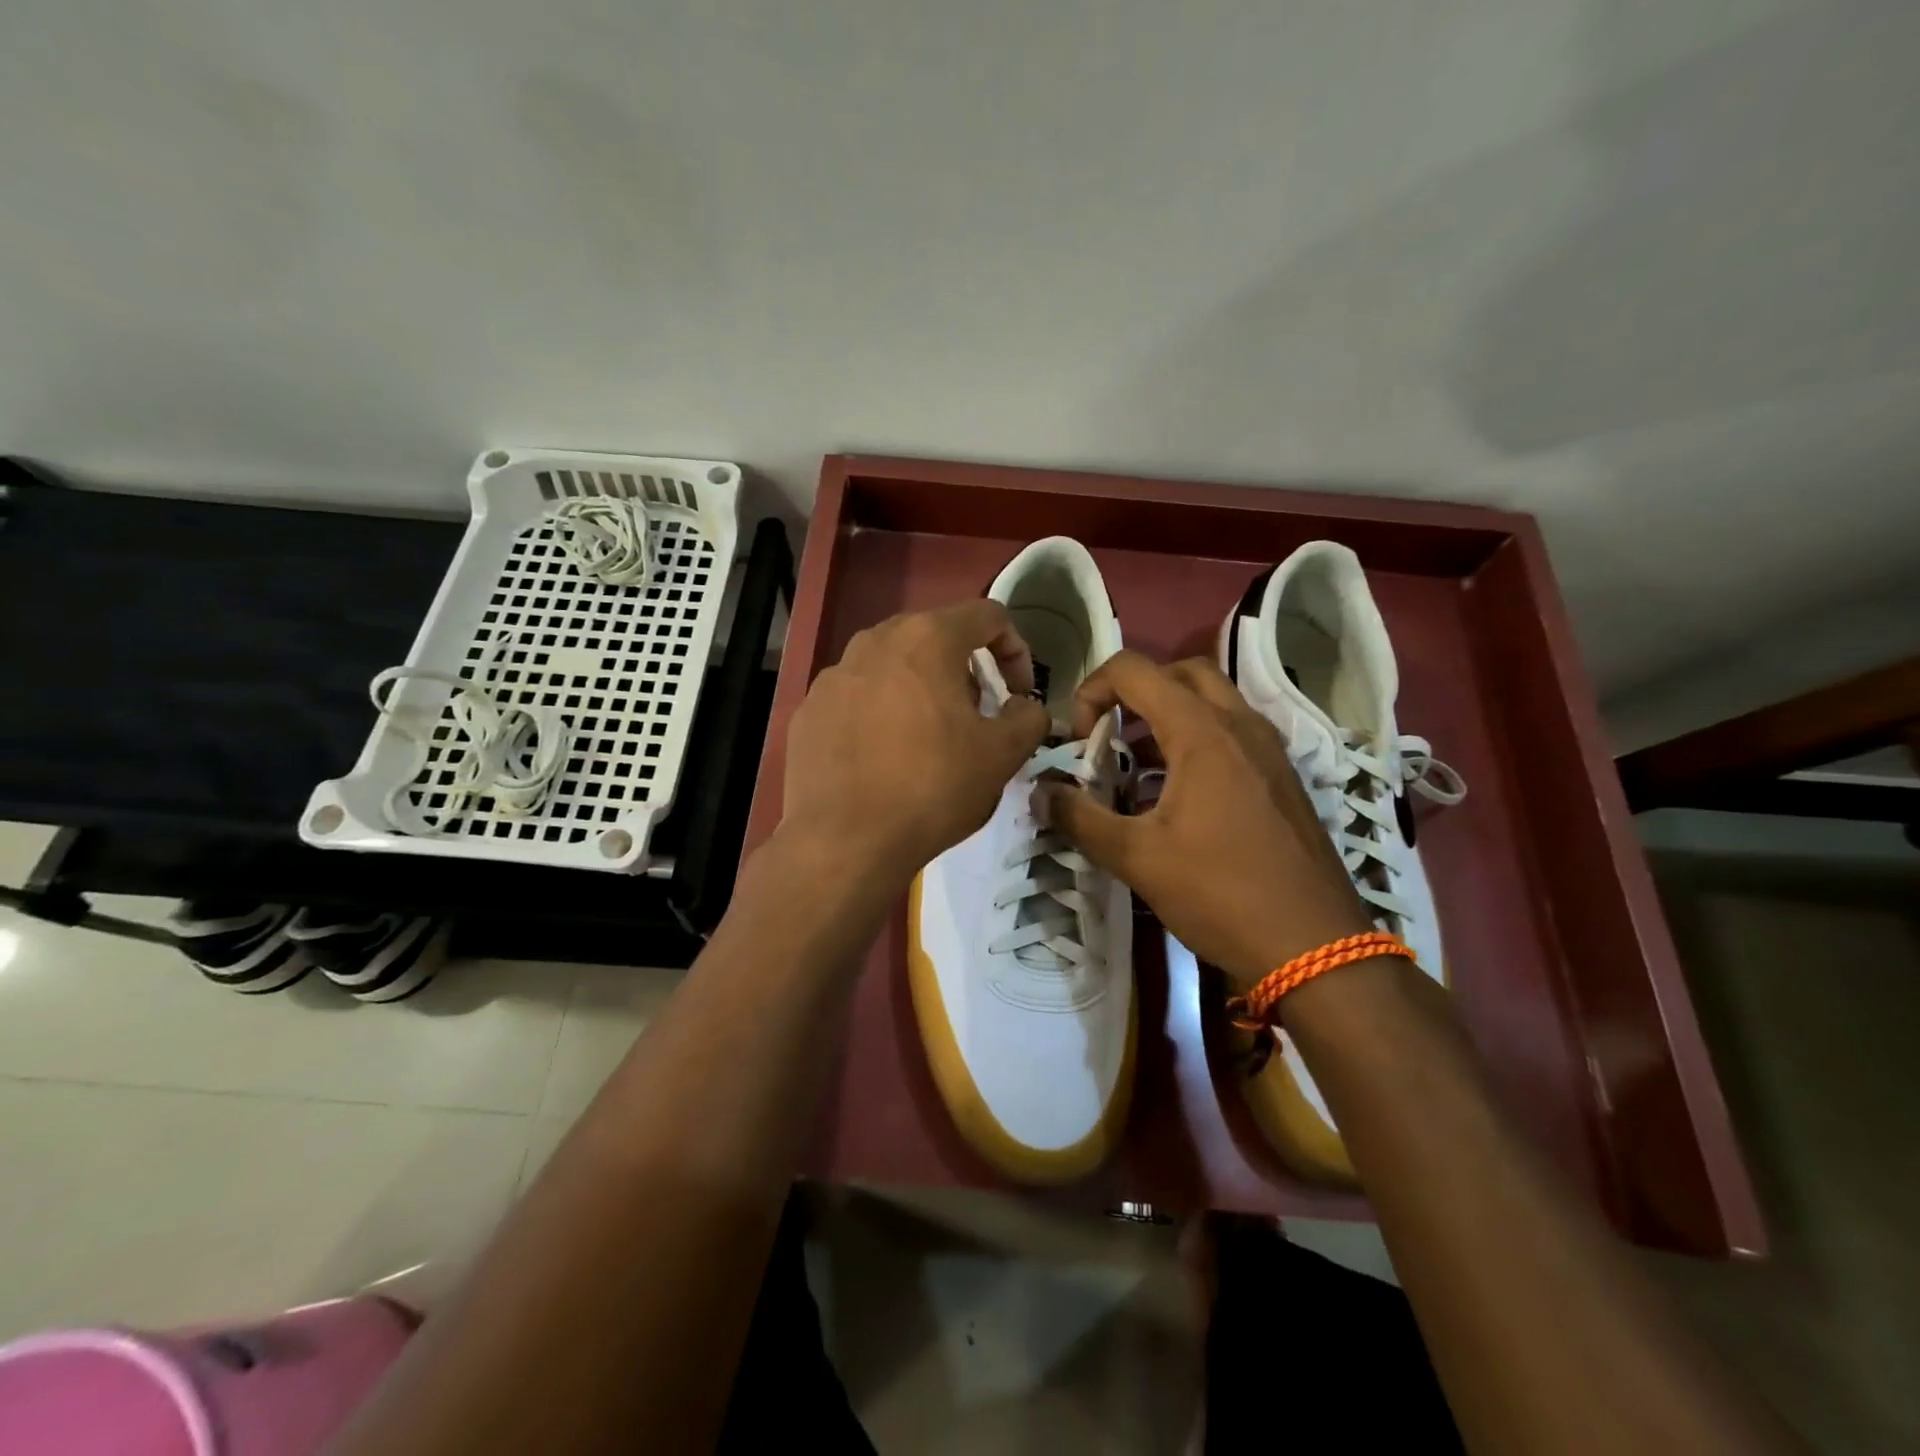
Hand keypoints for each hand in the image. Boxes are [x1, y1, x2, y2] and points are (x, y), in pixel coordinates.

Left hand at [779, 601, 1048, 887]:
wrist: (843, 841)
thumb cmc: (932, 788)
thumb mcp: (1002, 756)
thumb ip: (1028, 718)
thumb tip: (1027, 708)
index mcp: (928, 639)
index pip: (988, 616)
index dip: (1015, 650)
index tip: (1017, 695)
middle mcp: (875, 641)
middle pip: (935, 636)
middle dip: (965, 669)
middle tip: (975, 715)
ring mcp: (834, 674)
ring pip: (892, 665)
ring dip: (921, 689)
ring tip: (928, 737)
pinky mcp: (809, 709)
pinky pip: (857, 697)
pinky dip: (880, 713)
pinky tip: (882, 757)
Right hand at [1039, 651, 1369, 987]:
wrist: (1316, 947)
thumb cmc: (1221, 893)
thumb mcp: (1137, 858)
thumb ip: (1081, 819)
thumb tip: (1041, 794)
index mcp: (1202, 732)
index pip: (1134, 670)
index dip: (1092, 691)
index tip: (1079, 738)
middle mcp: (1240, 724)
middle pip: (1179, 672)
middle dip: (1134, 691)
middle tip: (1110, 733)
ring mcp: (1269, 749)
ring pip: (1212, 701)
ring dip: (1167, 715)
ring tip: (1137, 764)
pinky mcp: (1282, 776)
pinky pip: (1233, 732)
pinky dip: (1197, 739)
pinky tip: (1178, 794)